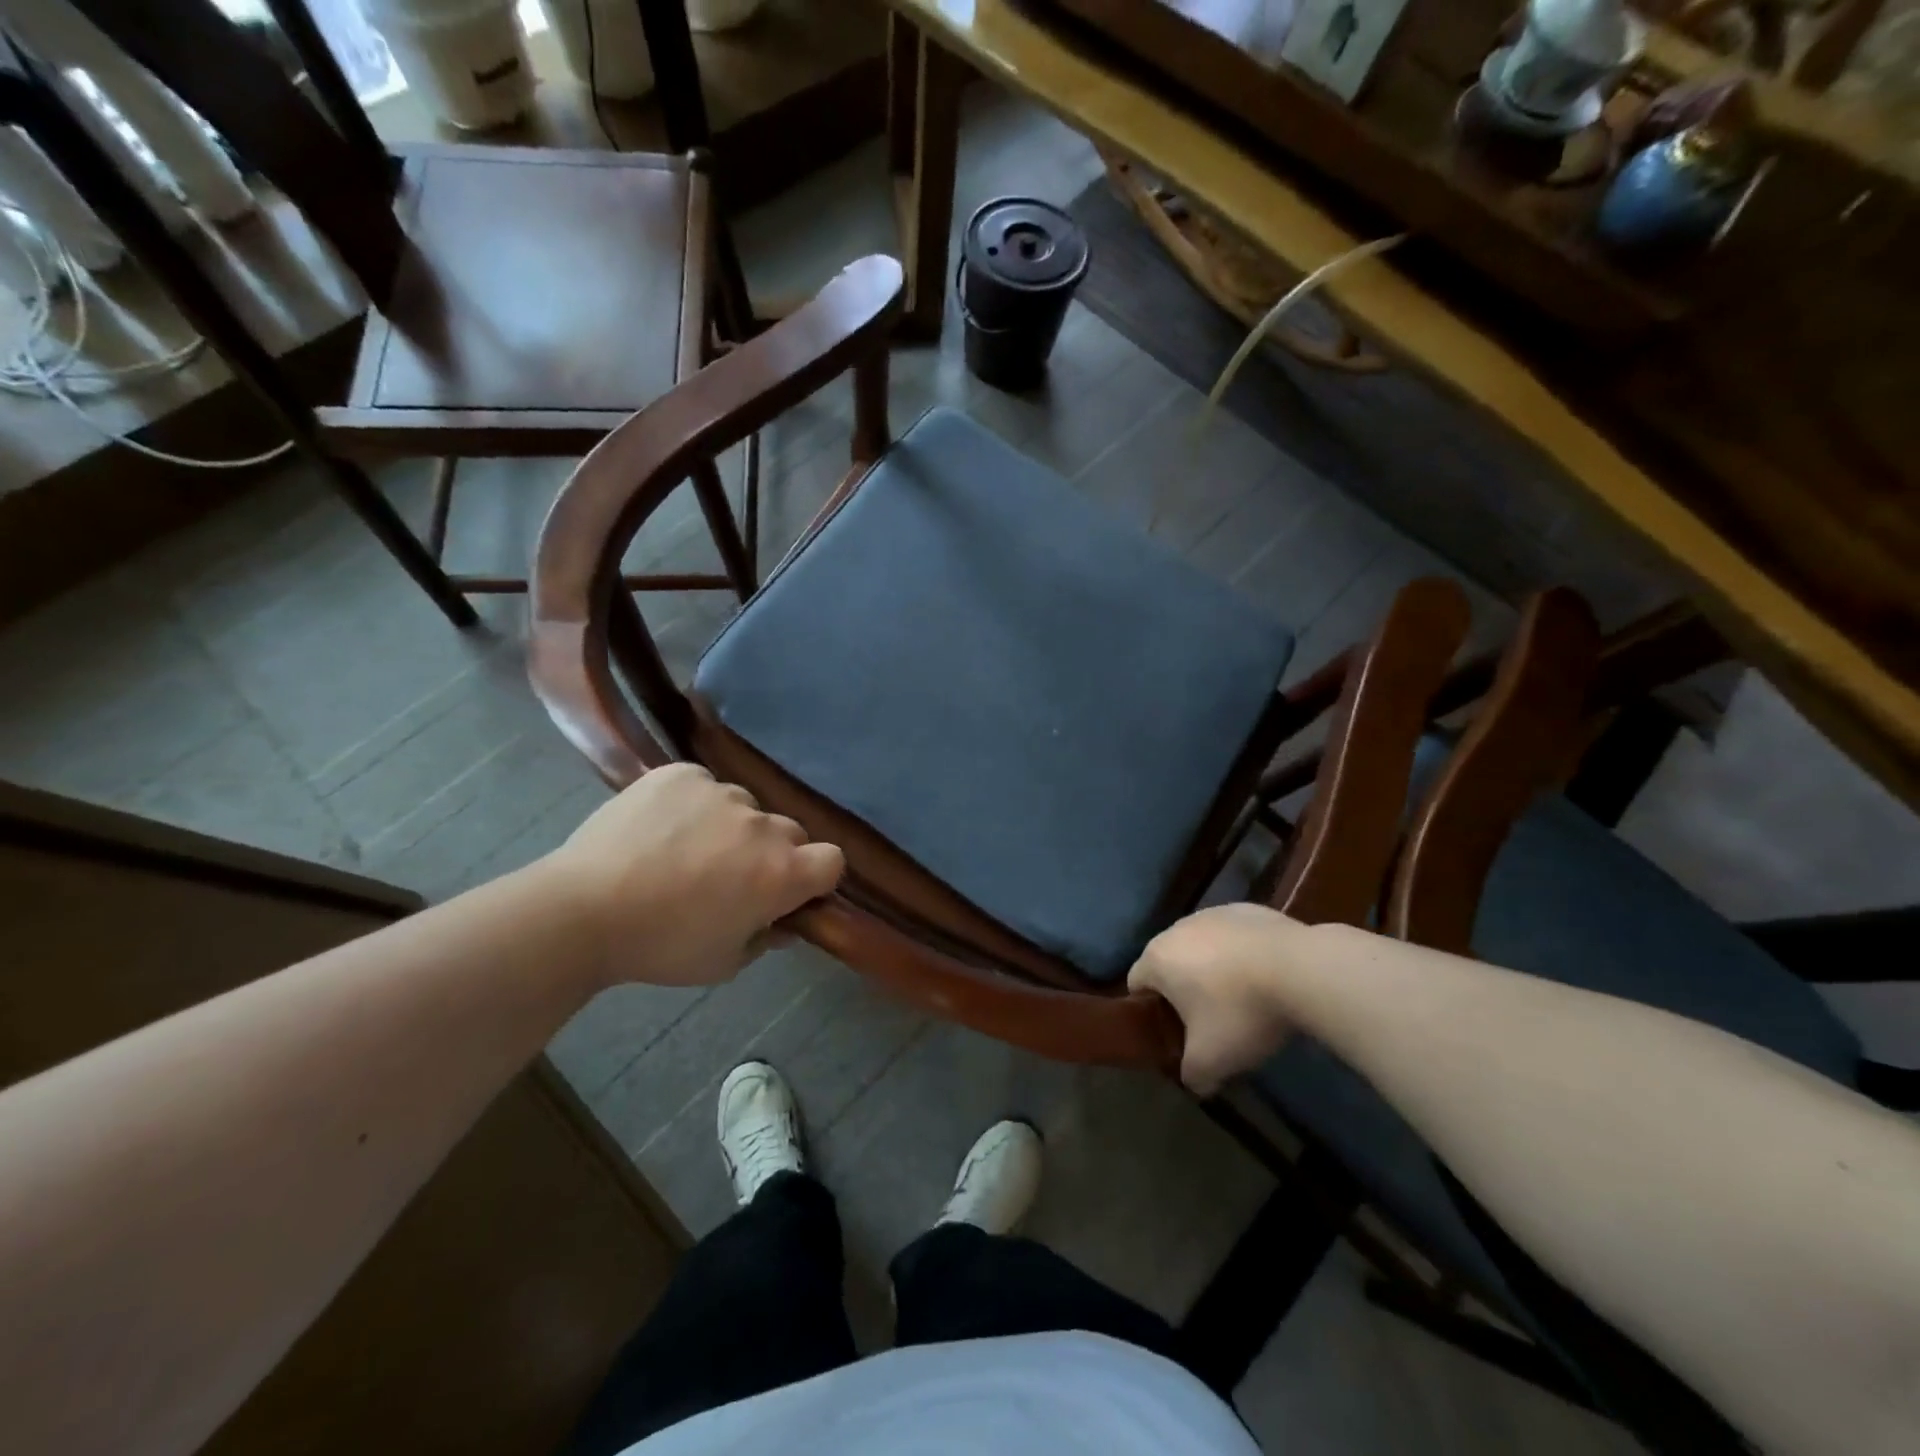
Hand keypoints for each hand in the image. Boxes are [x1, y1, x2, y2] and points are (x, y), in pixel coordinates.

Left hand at [542, 764, 844, 988]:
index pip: (833, 860)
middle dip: (773, 853)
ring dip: (731, 827)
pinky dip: (693, 804)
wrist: (581, 911)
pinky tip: (660, 828)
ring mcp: (721, 792)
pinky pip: (703, 785)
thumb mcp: (724, 962)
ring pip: (744, 807)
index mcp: (781, 873)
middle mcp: (762, 825)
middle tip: (731, 876)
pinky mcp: (682, 774)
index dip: (817, 877)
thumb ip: (766, 937)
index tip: (790, 892)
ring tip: (684, 850)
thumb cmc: (661, 946)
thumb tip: (781, 920)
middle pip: (789, 832)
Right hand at [1127, 903, 1306, 1094]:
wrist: (1301, 969)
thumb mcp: (1211, 1060)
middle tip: (1210, 1021)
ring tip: (1244, 998)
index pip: (1136, 984)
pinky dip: (1241, 954)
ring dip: (1213, 969)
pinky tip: (1267, 976)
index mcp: (1157, 959)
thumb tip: (1195, 1082)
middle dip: (1184, 990)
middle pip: (1169, 963)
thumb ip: (1193, 1075)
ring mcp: (1213, 913)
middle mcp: (1177, 928)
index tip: (1176, 1033)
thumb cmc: (1241, 1012)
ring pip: (1202, 946)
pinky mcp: (1247, 909)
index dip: (1151, 1012)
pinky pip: (1233, 936)